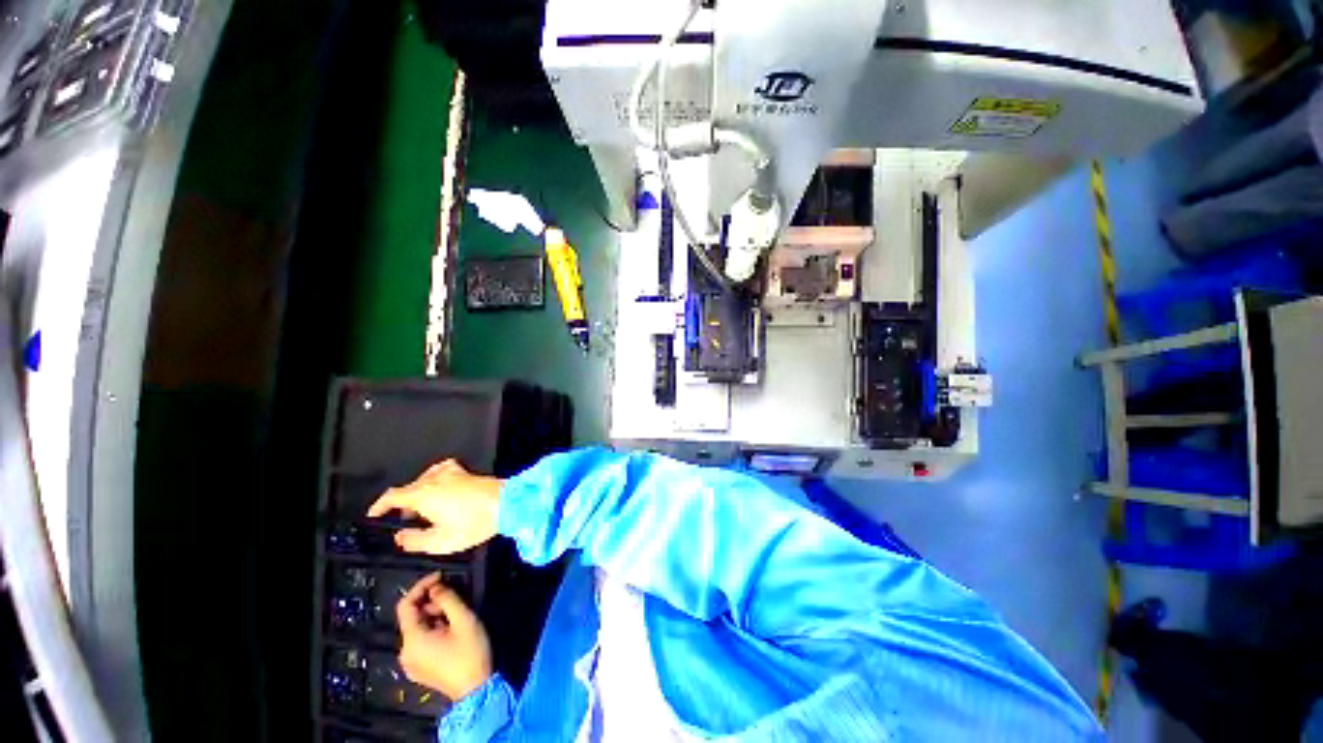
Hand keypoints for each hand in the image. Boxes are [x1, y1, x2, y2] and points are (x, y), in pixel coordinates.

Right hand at [367, 460, 501, 554]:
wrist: (507, 503)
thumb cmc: (473, 523)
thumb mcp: (441, 541)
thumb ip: (415, 541)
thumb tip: (400, 536)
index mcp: (423, 495)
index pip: (393, 496)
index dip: (380, 505)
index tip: (374, 515)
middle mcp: (434, 480)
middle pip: (409, 488)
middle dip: (402, 504)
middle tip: (408, 522)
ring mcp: (452, 473)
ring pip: (425, 480)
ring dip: (419, 493)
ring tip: (425, 509)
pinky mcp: (466, 472)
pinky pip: (442, 470)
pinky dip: (435, 478)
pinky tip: (441, 487)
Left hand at [396, 572, 492, 700]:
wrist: (475, 689)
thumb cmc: (470, 652)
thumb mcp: (463, 619)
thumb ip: (448, 599)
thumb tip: (436, 586)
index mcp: (412, 640)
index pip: (405, 605)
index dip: (421, 586)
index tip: (440, 576)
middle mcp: (405, 652)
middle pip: (412, 618)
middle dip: (431, 603)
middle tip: (454, 599)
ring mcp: (410, 663)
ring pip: (417, 629)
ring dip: (434, 616)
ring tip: (455, 615)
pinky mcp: (418, 669)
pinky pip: (420, 642)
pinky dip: (433, 629)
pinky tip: (451, 631)